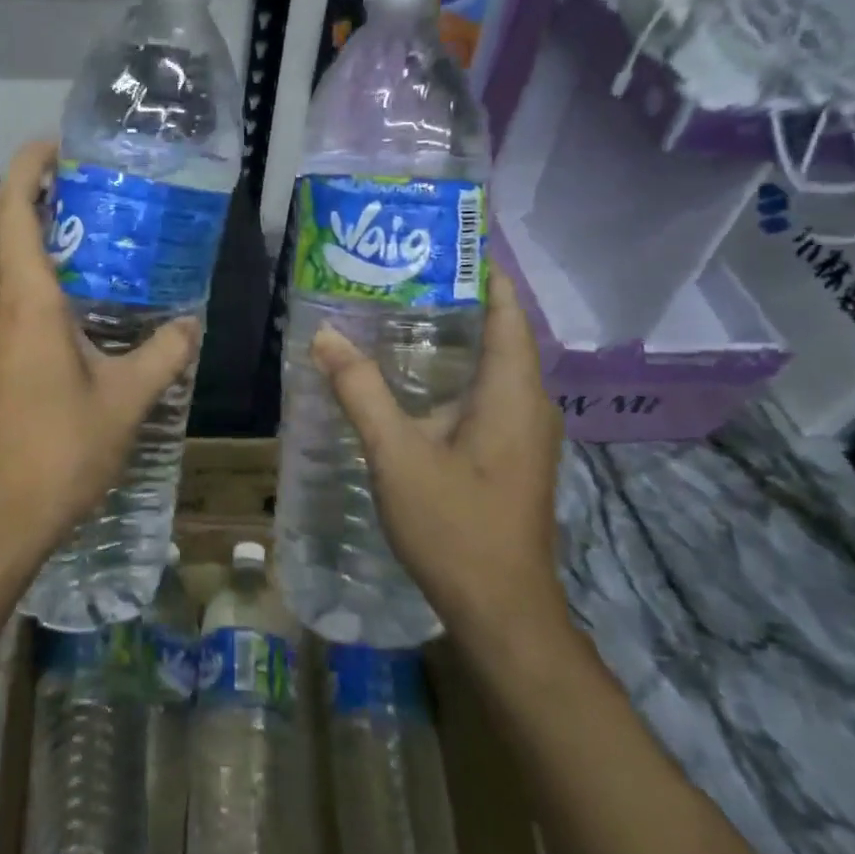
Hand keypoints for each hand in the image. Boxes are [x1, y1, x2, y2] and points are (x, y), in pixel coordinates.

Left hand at [0, 140, 201, 560]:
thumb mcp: (125, 401)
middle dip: (29, 202)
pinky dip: (7, 283)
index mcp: (22, 300)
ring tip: (69, 255)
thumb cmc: (59, 452)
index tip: (57, 149)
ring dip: (18, 245)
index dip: (29, 167)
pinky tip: (44, 317)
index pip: (12, 207)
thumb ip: (164, 354)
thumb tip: (190, 325)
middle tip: (79, 202)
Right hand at [310, 267, 567, 648]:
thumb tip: (326, 335)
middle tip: (399, 273)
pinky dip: (451, 373)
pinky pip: (484, 395)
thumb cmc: (456, 527)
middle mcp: (528, 405)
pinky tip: (408, 378)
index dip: (482, 271)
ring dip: (452, 338)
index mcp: (514, 394)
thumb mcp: (398, 454)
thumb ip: (361, 391)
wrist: (502, 613)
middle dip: (456, 299)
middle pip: (499, 333)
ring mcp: (522, 434)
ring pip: (490, 367)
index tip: (443, 240)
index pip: (507, 311)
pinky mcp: (510, 456)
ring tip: (396, 312)